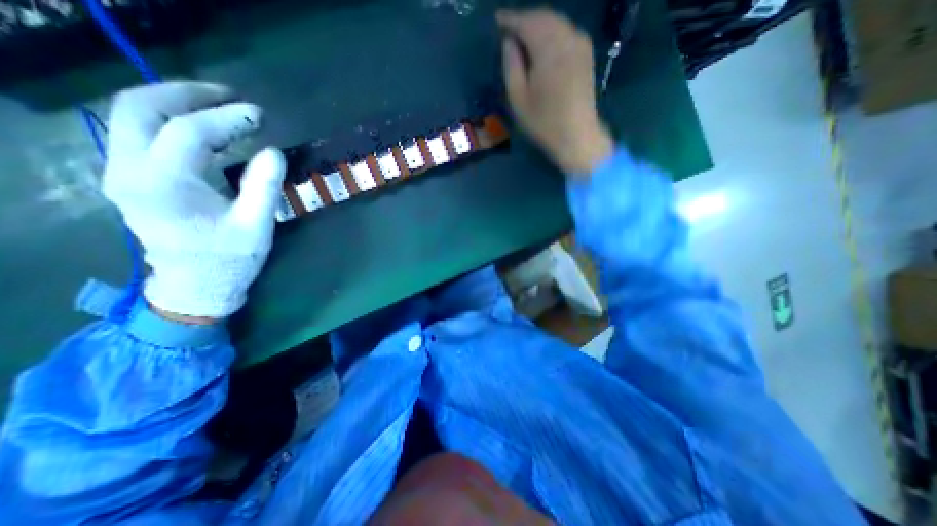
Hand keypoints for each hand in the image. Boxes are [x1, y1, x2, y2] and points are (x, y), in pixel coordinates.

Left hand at [104, 83, 285, 320]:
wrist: (195, 285)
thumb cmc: (229, 258)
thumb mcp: (256, 225)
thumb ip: (264, 186)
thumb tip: (274, 151)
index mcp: (164, 184)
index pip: (190, 131)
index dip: (228, 118)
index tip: (259, 115)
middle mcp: (129, 170)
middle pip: (140, 107)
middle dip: (188, 94)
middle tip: (230, 98)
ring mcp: (122, 172)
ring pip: (132, 115)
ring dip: (176, 103)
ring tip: (220, 107)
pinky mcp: (130, 178)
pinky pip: (139, 133)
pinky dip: (171, 121)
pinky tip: (205, 130)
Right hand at [496, 8, 615, 174]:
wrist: (577, 135)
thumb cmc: (543, 122)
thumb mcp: (518, 98)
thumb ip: (511, 66)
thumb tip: (508, 42)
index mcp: (549, 49)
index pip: (526, 23)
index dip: (510, 20)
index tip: (496, 22)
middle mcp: (568, 38)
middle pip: (543, 17)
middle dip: (524, 20)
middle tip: (508, 29)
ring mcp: (580, 44)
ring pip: (556, 22)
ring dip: (538, 25)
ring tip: (522, 36)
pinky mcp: (586, 54)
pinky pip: (566, 31)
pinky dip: (551, 32)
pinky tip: (542, 43)